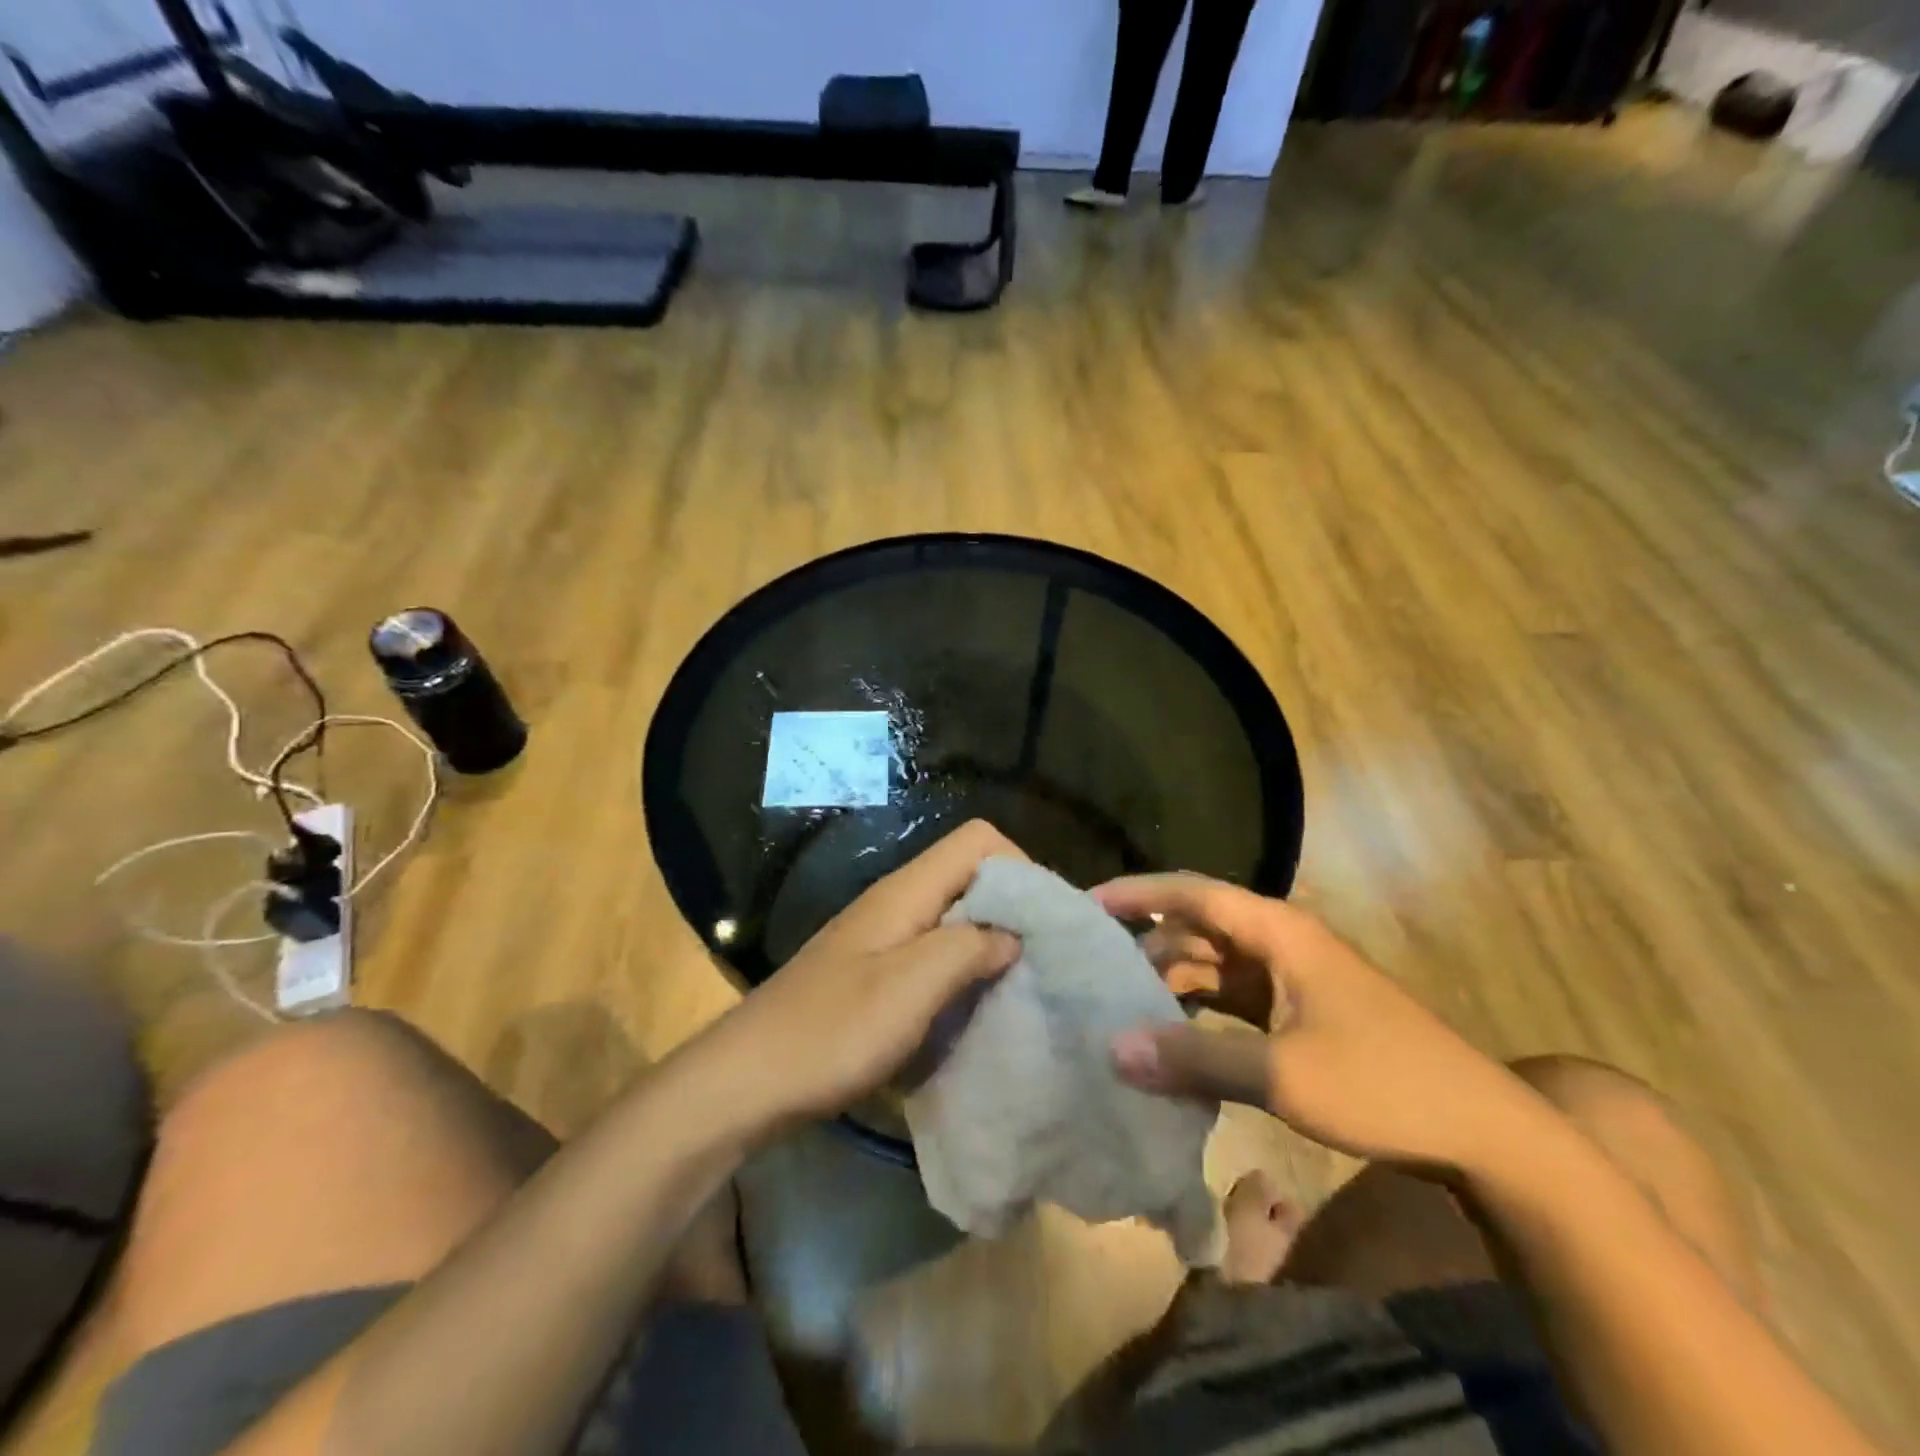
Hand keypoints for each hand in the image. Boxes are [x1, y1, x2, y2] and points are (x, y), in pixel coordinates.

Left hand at [714, 821, 1022, 1122]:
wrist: (746, 1081)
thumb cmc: (831, 1032)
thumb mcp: (910, 988)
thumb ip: (967, 948)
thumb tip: (1014, 935)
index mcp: (905, 892)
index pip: (977, 840)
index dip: (1020, 866)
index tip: (1046, 921)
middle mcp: (896, 903)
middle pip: (969, 876)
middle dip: (1012, 909)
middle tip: (1044, 960)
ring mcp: (882, 938)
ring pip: (953, 918)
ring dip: (989, 943)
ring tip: (1019, 986)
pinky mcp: (873, 973)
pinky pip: (932, 954)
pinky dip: (961, 971)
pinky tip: (973, 1009)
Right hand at [1094, 875, 1535, 1172]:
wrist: (1483, 1133)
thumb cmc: (1383, 1084)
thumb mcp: (1283, 1074)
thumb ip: (1195, 1058)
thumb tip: (1113, 1050)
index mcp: (1279, 932)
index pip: (1193, 893)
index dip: (1139, 894)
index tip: (1086, 904)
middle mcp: (1280, 942)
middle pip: (1198, 927)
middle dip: (1146, 945)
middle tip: (1092, 970)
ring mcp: (1291, 978)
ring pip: (1213, 964)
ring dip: (1170, 981)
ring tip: (1119, 1005)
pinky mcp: (1298, 1012)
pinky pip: (1231, 997)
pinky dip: (1197, 1010)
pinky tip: (1169, 1036)